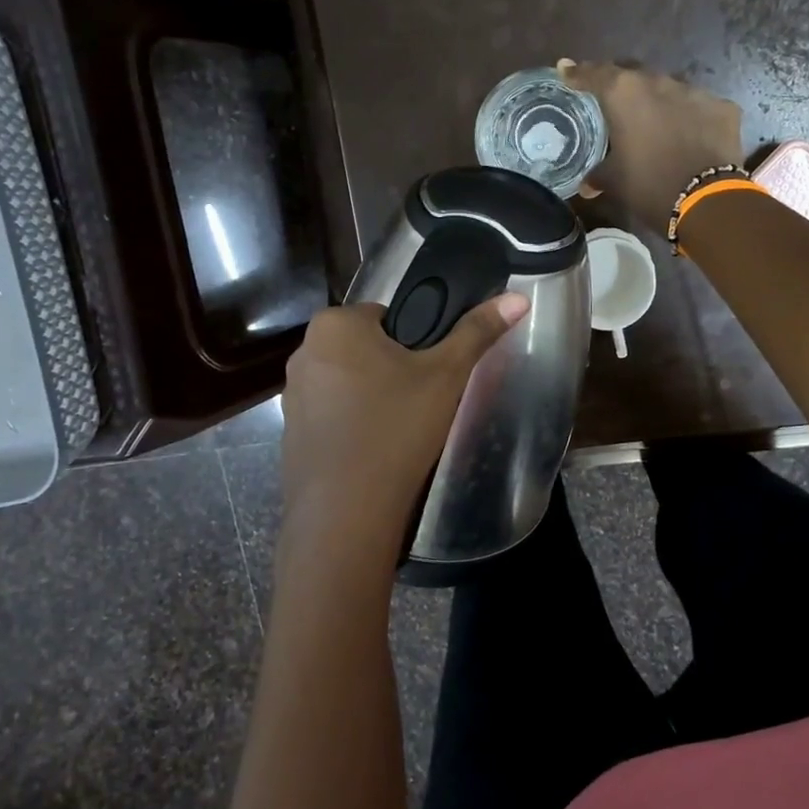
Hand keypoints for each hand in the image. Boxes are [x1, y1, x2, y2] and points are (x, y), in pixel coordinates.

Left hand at [279, 292, 531, 549]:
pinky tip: (374, 450)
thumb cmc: (396, 428)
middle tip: (421, 402)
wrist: (345, 511)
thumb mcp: (446, 375)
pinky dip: (352, 424)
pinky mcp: (290, 431)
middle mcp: (304, 350)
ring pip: (348, 381)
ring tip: (400, 429)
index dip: (415, 342)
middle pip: (366, 348)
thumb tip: (518, 298)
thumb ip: (477, 332)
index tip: (431, 372)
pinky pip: (331, 414)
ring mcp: (292, 394)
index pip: (387, 315)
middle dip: (392, 368)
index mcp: (335, 324)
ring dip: (371, 395)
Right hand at [560, 60, 743, 229]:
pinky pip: (699, 107)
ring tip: (653, 122)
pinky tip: (688, 135)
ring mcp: (695, 92)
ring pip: (669, 89)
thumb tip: (587, 185)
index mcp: (624, 94)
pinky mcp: (722, 107)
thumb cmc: (648, 185)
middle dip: (621, 86)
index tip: (566, 69)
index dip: (578, 73)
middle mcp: (658, 82)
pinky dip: (689, 117)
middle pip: (633, 75)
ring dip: (658, 102)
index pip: (594, 74)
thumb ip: (598, 175)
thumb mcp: (615, 181)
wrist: (705, 200)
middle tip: (613, 101)